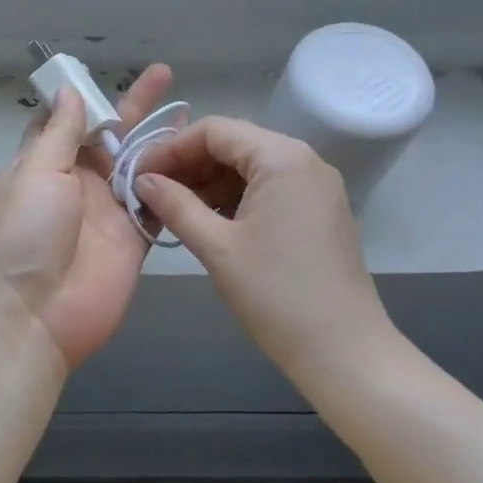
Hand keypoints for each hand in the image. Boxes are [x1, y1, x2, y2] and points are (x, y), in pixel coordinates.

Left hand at [0, 64, 173, 372]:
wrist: (30, 317)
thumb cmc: (23, 234)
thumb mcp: (35, 172)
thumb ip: (59, 132)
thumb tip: (67, 89)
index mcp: (44, 163)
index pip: (65, 122)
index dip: (86, 98)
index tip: (108, 72)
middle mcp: (77, 183)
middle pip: (110, 139)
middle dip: (134, 108)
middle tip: (164, 75)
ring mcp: (107, 212)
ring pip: (139, 168)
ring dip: (160, 141)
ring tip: (189, 112)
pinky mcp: (133, 240)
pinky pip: (157, 205)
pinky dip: (175, 184)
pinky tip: (198, 159)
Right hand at [133, 117, 393, 370]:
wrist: (344, 352)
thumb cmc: (276, 295)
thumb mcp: (216, 247)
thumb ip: (175, 205)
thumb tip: (141, 181)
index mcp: (282, 158)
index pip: (214, 131)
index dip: (170, 148)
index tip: (138, 176)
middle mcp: (304, 160)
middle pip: (233, 143)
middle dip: (189, 164)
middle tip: (151, 193)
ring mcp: (315, 186)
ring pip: (250, 166)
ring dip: (209, 182)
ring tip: (174, 210)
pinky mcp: (319, 210)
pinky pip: (268, 187)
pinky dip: (234, 197)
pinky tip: (209, 221)